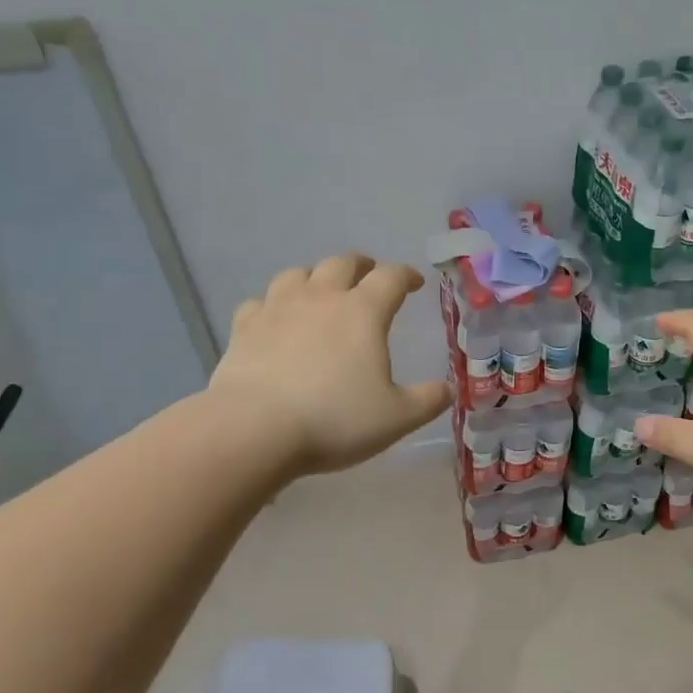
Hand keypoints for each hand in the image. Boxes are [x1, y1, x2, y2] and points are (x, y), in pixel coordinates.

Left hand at [210, 252, 450, 476]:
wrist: (255, 430)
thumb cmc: (335, 419)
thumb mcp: (397, 418)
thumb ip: (428, 401)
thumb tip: (448, 390)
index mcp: (363, 312)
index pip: (391, 277)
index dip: (406, 275)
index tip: (415, 283)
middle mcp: (321, 298)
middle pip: (342, 263)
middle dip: (361, 266)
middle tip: (370, 275)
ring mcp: (278, 308)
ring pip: (298, 274)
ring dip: (315, 277)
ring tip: (321, 292)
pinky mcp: (244, 328)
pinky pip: (259, 303)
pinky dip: (272, 306)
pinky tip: (275, 320)